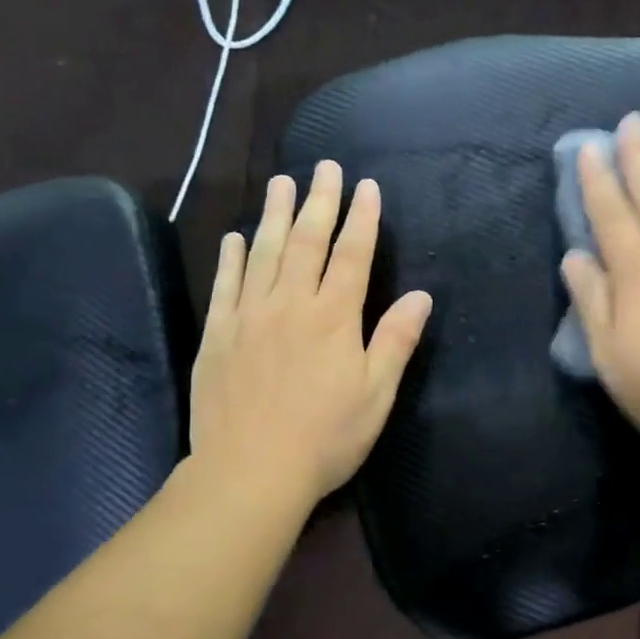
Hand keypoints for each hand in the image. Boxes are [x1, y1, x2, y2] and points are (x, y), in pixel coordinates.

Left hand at [190, 161, 432, 507]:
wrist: (250, 471)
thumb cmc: (325, 437)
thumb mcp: (376, 394)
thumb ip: (396, 340)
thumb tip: (422, 296)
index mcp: (334, 318)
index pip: (352, 256)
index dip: (362, 220)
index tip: (366, 187)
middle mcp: (290, 304)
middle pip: (307, 242)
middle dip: (320, 201)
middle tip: (325, 166)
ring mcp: (249, 316)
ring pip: (264, 253)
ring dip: (276, 215)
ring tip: (282, 182)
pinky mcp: (218, 335)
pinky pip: (225, 284)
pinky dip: (232, 257)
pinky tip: (236, 237)